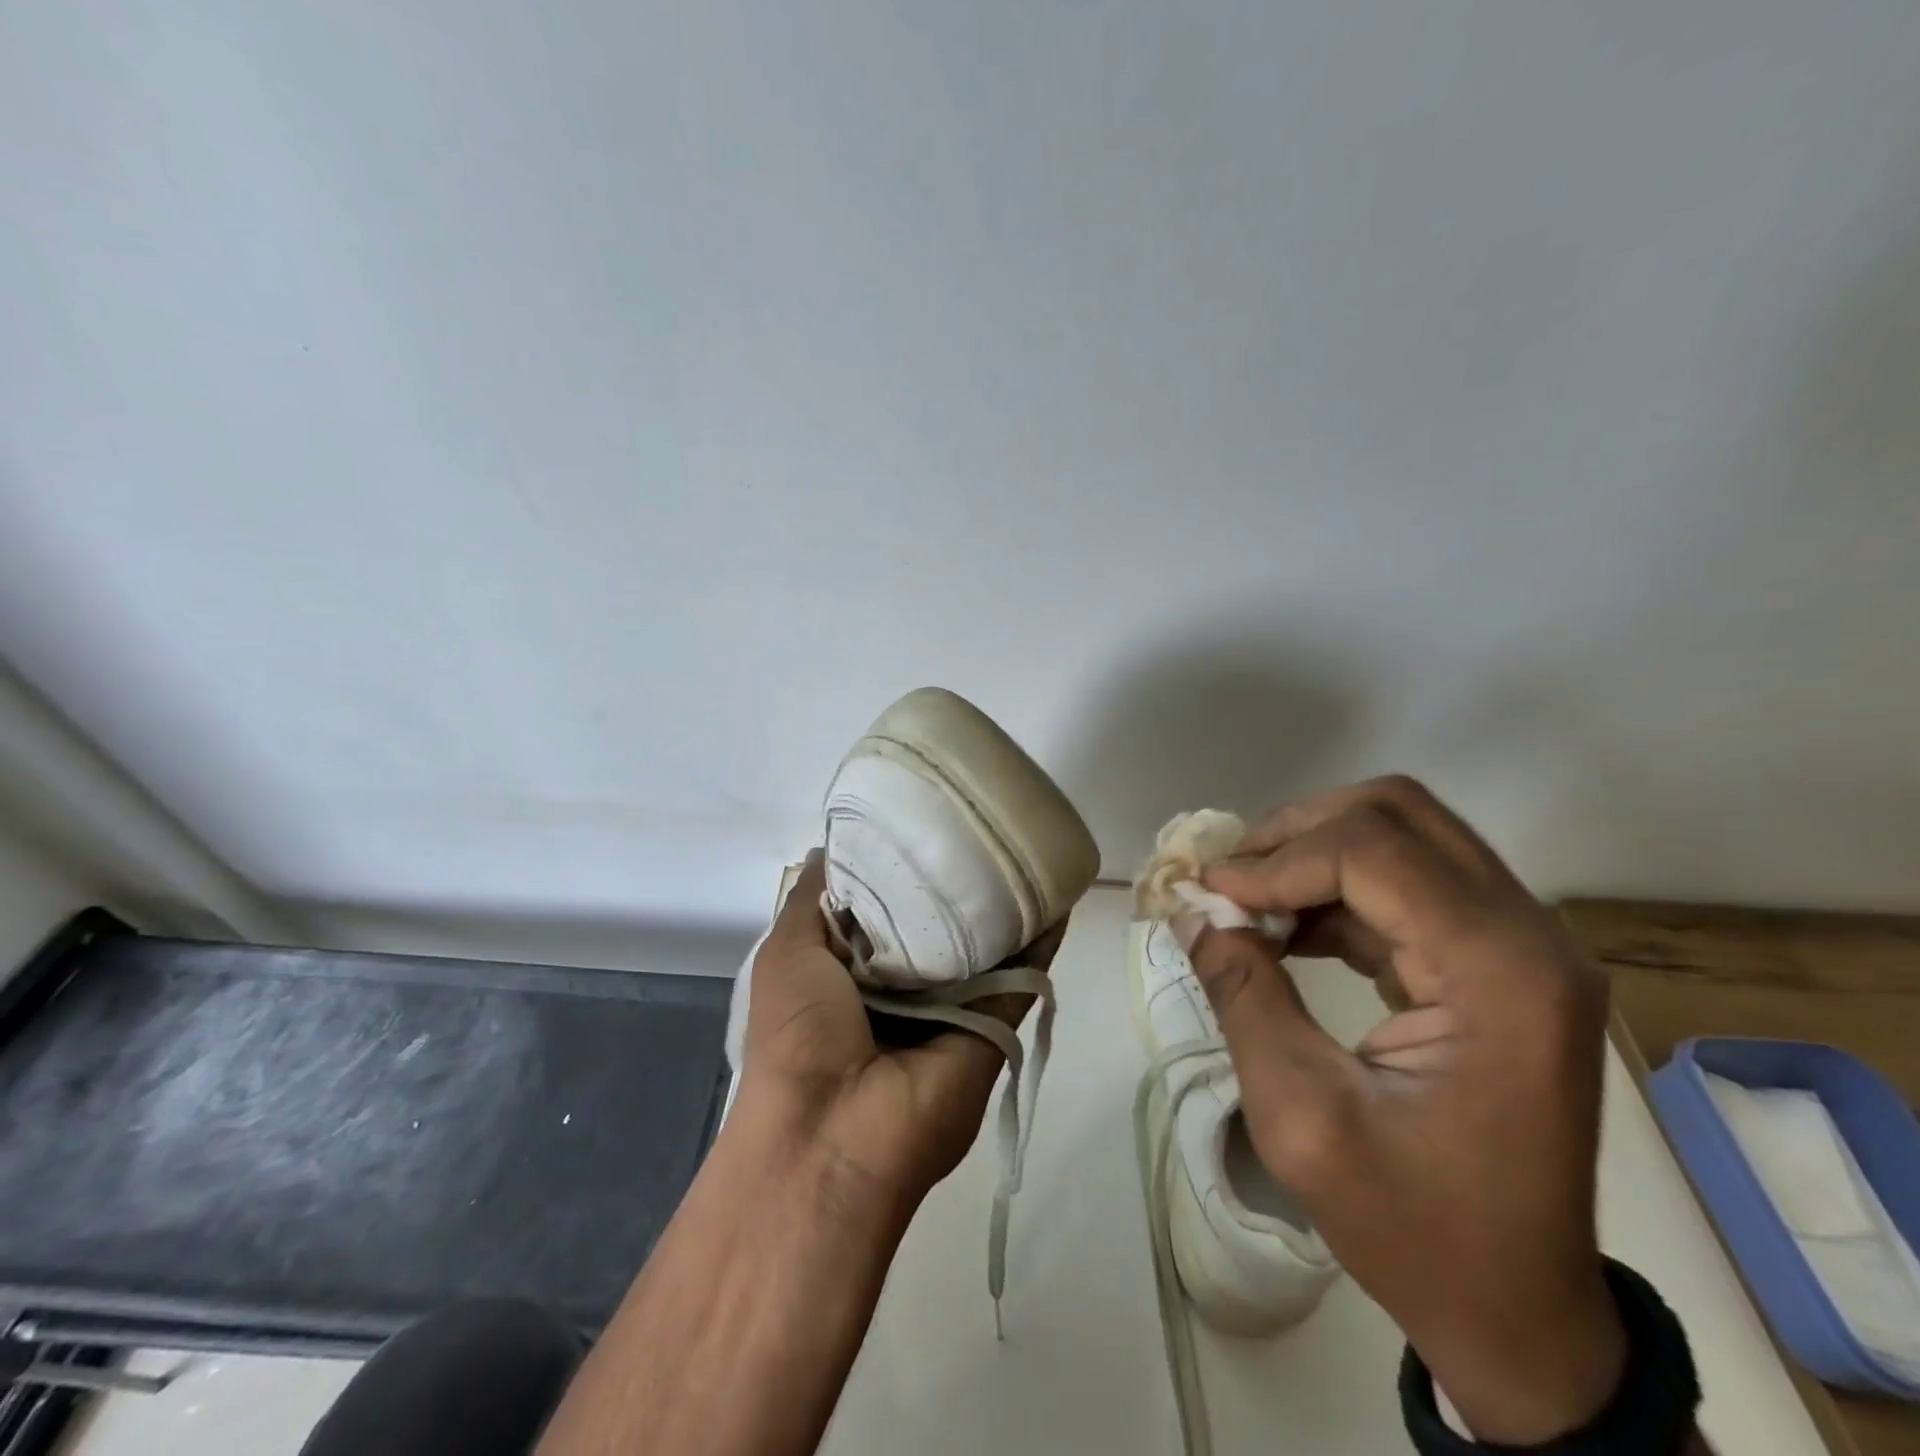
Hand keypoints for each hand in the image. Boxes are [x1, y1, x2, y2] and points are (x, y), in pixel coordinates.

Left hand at [735, 852, 1061, 1220]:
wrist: (833, 1134)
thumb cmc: (798, 1031)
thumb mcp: (787, 952)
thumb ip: (812, 900)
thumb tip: (829, 847)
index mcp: (852, 968)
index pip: (884, 903)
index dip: (900, 863)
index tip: (922, 817)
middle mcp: (904, 985)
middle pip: (938, 920)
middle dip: (954, 877)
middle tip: (979, 821)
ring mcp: (951, 1006)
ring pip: (984, 944)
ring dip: (1004, 903)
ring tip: (1025, 843)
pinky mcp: (990, 1027)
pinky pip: (1020, 976)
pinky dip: (1041, 940)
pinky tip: (1057, 894)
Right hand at [1180, 777, 1624, 1446]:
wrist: (1518, 1312)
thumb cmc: (1416, 1229)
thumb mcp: (1301, 1116)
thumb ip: (1242, 995)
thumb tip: (1190, 913)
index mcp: (1501, 973)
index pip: (1373, 851)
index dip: (1277, 860)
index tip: (1208, 894)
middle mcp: (1527, 936)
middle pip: (1396, 815)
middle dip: (1296, 833)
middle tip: (1229, 880)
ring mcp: (1519, 945)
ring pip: (1401, 836)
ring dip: (1312, 853)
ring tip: (1246, 901)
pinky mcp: (1497, 960)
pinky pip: (1405, 882)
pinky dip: (1333, 888)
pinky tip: (1284, 928)